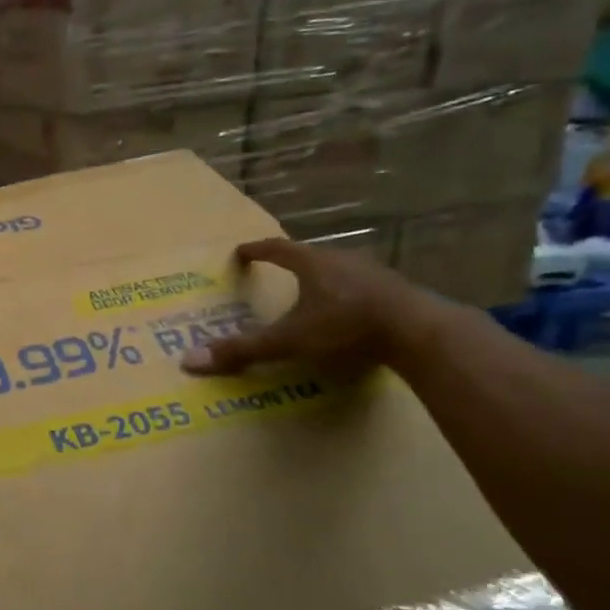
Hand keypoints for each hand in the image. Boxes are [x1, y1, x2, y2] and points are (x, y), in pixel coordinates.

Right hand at [183, 238, 429, 377]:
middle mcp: (342, 260)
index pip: (277, 249)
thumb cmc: (347, 327)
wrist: (421, 332)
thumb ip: (243, 349)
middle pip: (310, 257)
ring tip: (312, 296)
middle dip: (292, 264)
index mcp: (312, 264)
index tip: (241, 251)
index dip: (256, 250)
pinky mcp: (398, 292)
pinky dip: (348, 297)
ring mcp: (374, 274)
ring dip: (323, 280)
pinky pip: (364, 288)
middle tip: (276, 274)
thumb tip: (189, 360)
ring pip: (340, 271)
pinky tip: (349, 315)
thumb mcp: (289, 341)